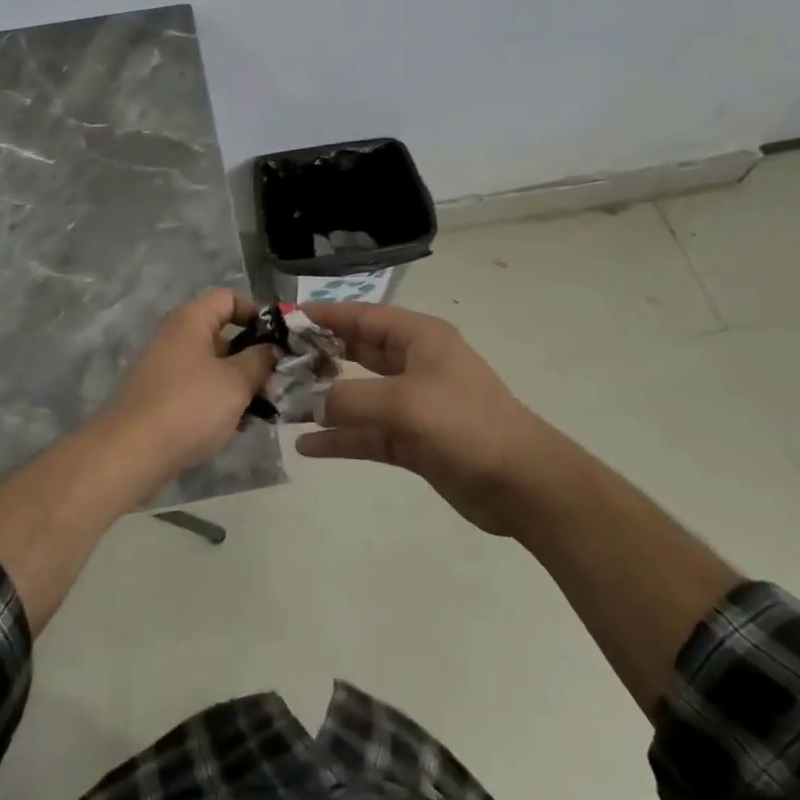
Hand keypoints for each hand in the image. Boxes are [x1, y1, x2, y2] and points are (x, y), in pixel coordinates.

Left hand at [96, 291, 276, 482]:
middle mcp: (175, 337)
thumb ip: (260, 360)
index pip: (229, 298)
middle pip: (222, 333)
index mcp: (190, 321)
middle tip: (278, 378)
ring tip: (264, 407)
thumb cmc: (189, 407)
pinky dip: (219, 400)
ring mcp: (165, 367)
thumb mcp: (235, 382)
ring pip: (213, 365)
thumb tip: (272, 348)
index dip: (257, 312)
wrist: (130, 453)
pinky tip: (238, 425)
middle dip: (253, 355)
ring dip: (239, 382)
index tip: (280, 339)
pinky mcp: (161, 397)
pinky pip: (198, 388)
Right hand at [296, 302, 553, 534]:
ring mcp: (414, 404)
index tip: (288, 319)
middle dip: (321, 356)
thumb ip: (351, 399)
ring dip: (326, 401)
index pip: (365, 316)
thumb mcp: (403, 403)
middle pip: (359, 352)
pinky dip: (341, 438)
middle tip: (278, 362)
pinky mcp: (413, 440)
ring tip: (285, 405)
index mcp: (420, 338)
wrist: (521, 483)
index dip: (327, 316)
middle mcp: (415, 364)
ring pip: (359, 395)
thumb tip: (314, 406)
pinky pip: (368, 433)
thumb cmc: (465, 424)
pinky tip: (308, 446)